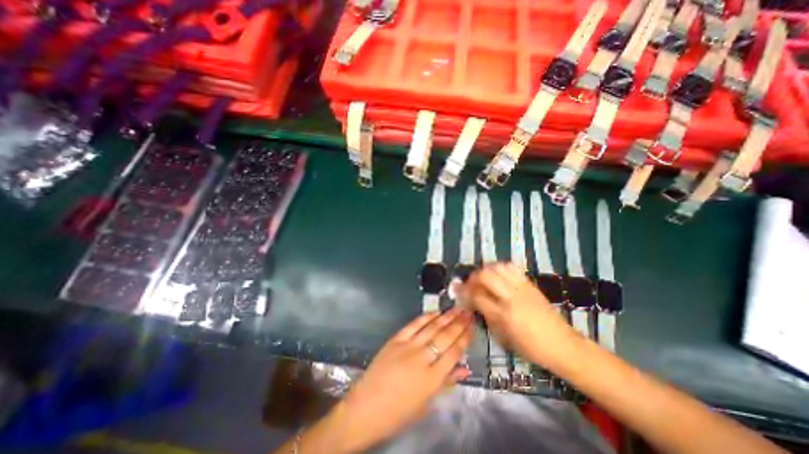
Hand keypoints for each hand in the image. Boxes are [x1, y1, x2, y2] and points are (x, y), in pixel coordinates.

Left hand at [322, 307, 474, 451]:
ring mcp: (407, 347)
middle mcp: (422, 359)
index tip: (472, 327)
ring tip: (456, 309)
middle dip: (459, 323)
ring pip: (431, 328)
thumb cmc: (399, 412)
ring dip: (445, 317)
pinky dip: (425, 317)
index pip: (454, 352)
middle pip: (445, 337)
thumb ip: (447, 383)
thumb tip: (465, 368)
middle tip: (467, 312)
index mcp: (432, 379)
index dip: (465, 338)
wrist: (366, 407)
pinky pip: (413, 325)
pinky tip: (435, 312)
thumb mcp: (427, 403)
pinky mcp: (395, 340)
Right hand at [458, 262, 577, 365]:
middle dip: (473, 277)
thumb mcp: (503, 337)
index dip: (465, 293)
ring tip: (483, 278)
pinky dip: (500, 268)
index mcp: (504, 315)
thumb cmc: (531, 347)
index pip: (477, 296)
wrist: (564, 345)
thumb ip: (486, 316)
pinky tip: (498, 276)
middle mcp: (512, 297)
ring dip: (487, 270)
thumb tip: (473, 302)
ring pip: (499, 267)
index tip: (458, 292)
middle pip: (486, 276)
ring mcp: (523, 288)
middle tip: (470, 284)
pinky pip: (512, 268)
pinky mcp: (530, 284)